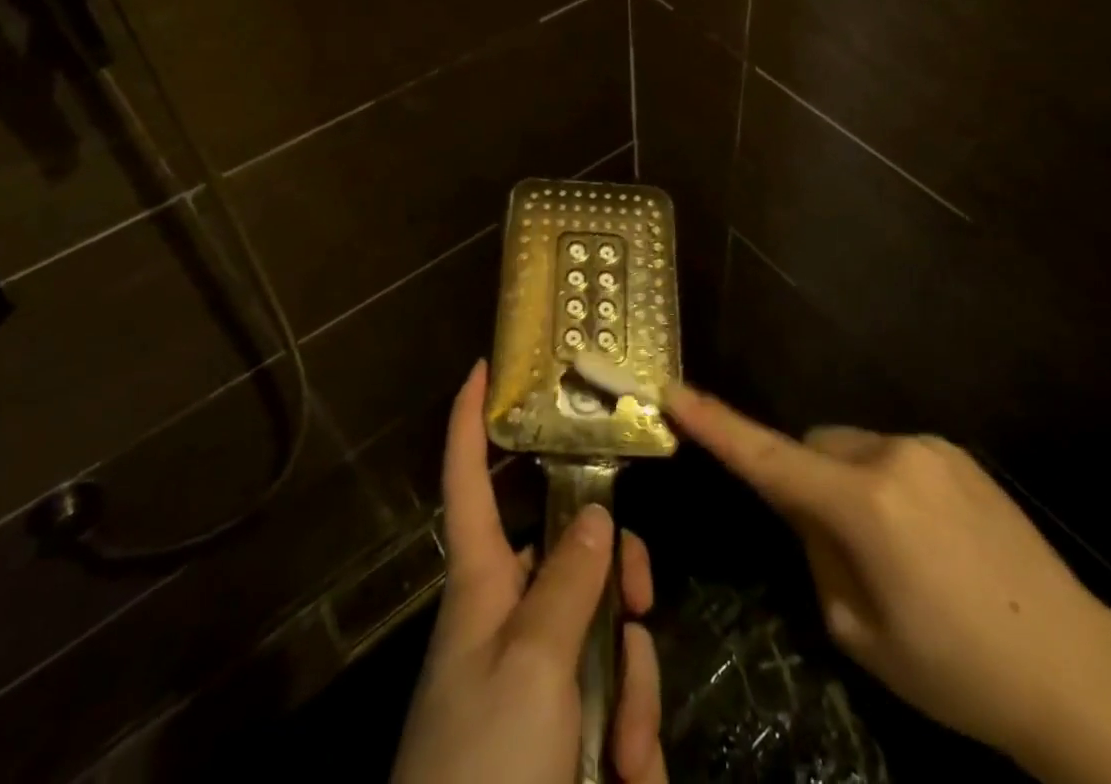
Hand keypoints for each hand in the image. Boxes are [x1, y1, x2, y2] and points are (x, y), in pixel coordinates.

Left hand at [391, 361, 666, 783]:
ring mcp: (537, 677)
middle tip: (642, 608)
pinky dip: (631, 735)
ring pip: (606, 632)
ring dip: (632, 687)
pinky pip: (614, 701)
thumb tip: (598, 516)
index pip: (468, 480)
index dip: (468, 421)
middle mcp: (509, 617)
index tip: (483, 367)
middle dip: (619, 579)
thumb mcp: (532, 665)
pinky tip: (630, 778)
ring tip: (627, 756)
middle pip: (573, 554)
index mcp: (481, 583)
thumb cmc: (485, 765)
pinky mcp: (561, 733)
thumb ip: (569, 582)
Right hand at [667, 386, 1110, 783]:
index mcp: (862, 506)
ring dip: (850, 484)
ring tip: (896, 552)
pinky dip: (887, 484)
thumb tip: (807, 509)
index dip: (716, 426)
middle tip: (834, 546)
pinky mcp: (957, 452)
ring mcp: (929, 448)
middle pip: (814, 446)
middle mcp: (891, 456)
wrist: (1076, 670)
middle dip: (807, 480)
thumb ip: (817, 554)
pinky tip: (929, 540)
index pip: (769, 458)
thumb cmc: (956, 670)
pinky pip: (894, 455)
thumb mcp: (860, 632)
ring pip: (854, 449)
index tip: (674, 392)